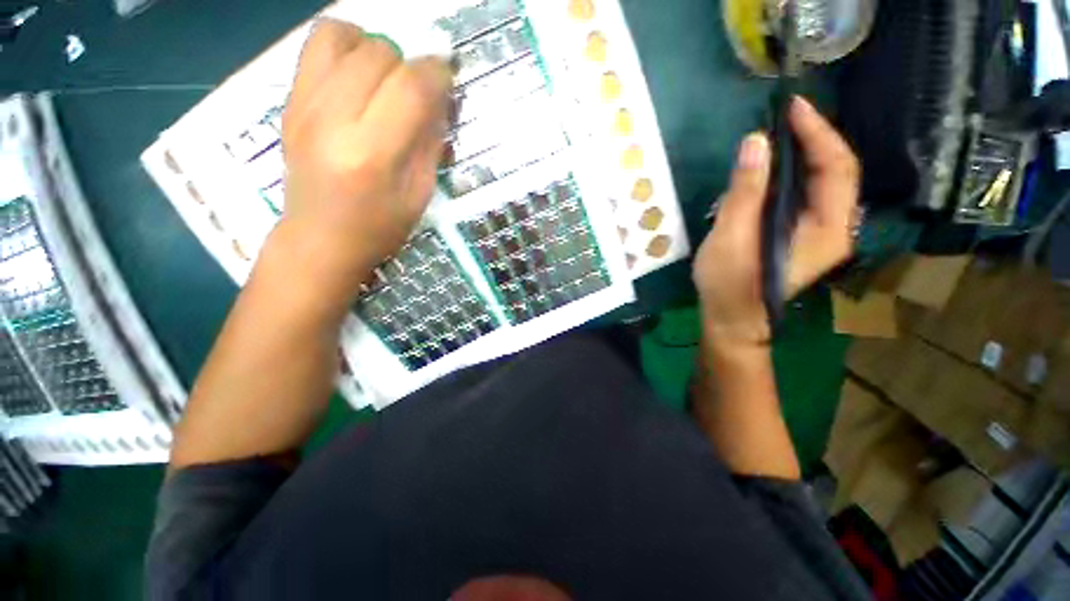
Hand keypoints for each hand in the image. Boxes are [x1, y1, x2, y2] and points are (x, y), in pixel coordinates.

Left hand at [275, 19, 451, 302]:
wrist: (319, 239)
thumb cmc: (379, 227)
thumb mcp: (419, 194)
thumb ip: (430, 143)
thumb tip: (439, 98)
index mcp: (372, 155)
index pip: (411, 87)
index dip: (437, 74)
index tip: (448, 81)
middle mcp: (333, 120)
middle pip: (378, 53)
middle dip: (408, 65)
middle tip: (414, 93)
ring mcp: (303, 105)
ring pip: (342, 35)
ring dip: (374, 49)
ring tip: (384, 78)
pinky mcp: (289, 100)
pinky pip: (315, 45)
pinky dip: (345, 45)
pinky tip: (357, 74)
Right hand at [693, 97, 858, 347]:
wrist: (732, 319)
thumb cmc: (730, 284)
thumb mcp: (731, 238)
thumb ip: (745, 192)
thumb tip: (754, 142)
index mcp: (827, 229)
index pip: (836, 168)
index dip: (817, 133)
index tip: (792, 107)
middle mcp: (835, 227)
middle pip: (836, 172)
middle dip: (813, 139)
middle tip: (783, 116)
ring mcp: (819, 232)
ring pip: (822, 182)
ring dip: (804, 154)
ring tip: (779, 134)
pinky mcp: (801, 235)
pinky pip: (806, 195)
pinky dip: (792, 174)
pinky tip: (772, 167)